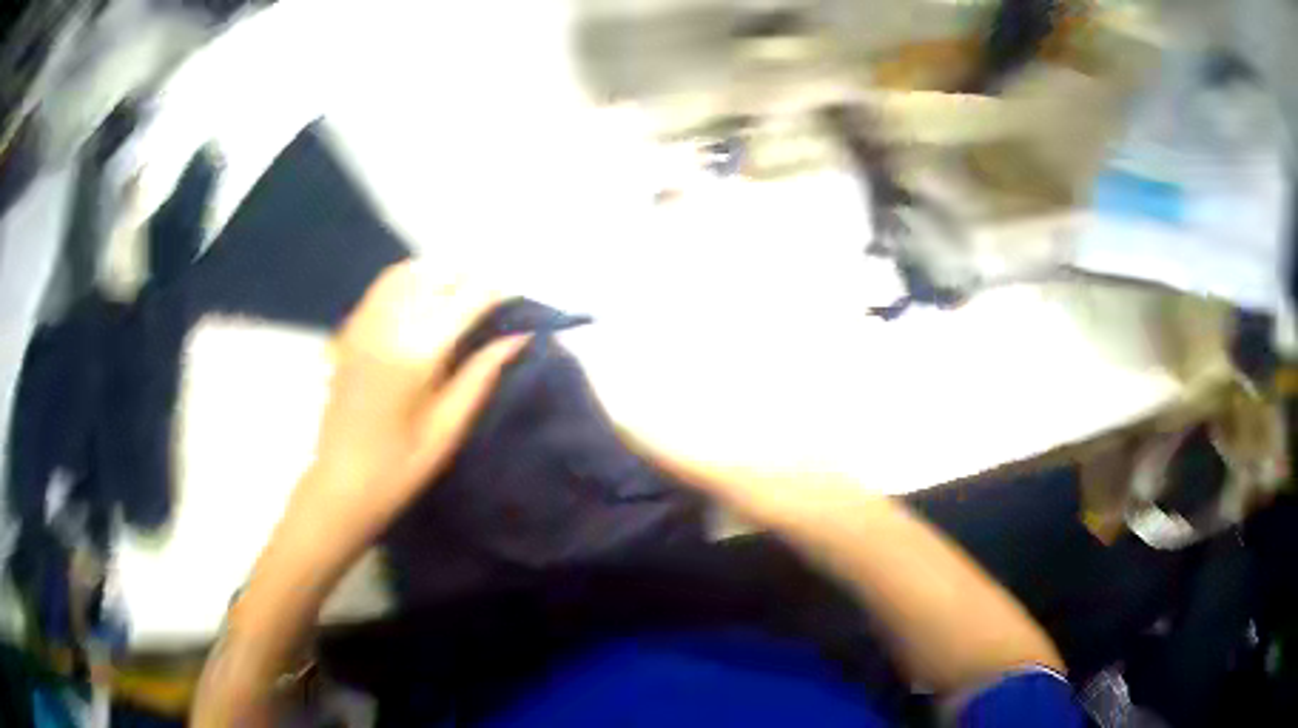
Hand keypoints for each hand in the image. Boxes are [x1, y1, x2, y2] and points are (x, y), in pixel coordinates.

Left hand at [308, 259, 528, 525]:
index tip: (516, 298)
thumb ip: (481, 376)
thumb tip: (518, 337)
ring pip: (407, 272)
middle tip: (490, 301)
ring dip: (439, 275)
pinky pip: (383, 287)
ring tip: (459, 296)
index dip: (495, 292)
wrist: (339, 483)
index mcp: (416, 354)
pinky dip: (410, 281)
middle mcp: (387, 326)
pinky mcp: (350, 331)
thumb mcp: (448, 428)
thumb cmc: (399, 468)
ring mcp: (363, 324)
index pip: (465, 300)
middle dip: (468, 278)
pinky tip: (423, 302)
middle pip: (435, 275)